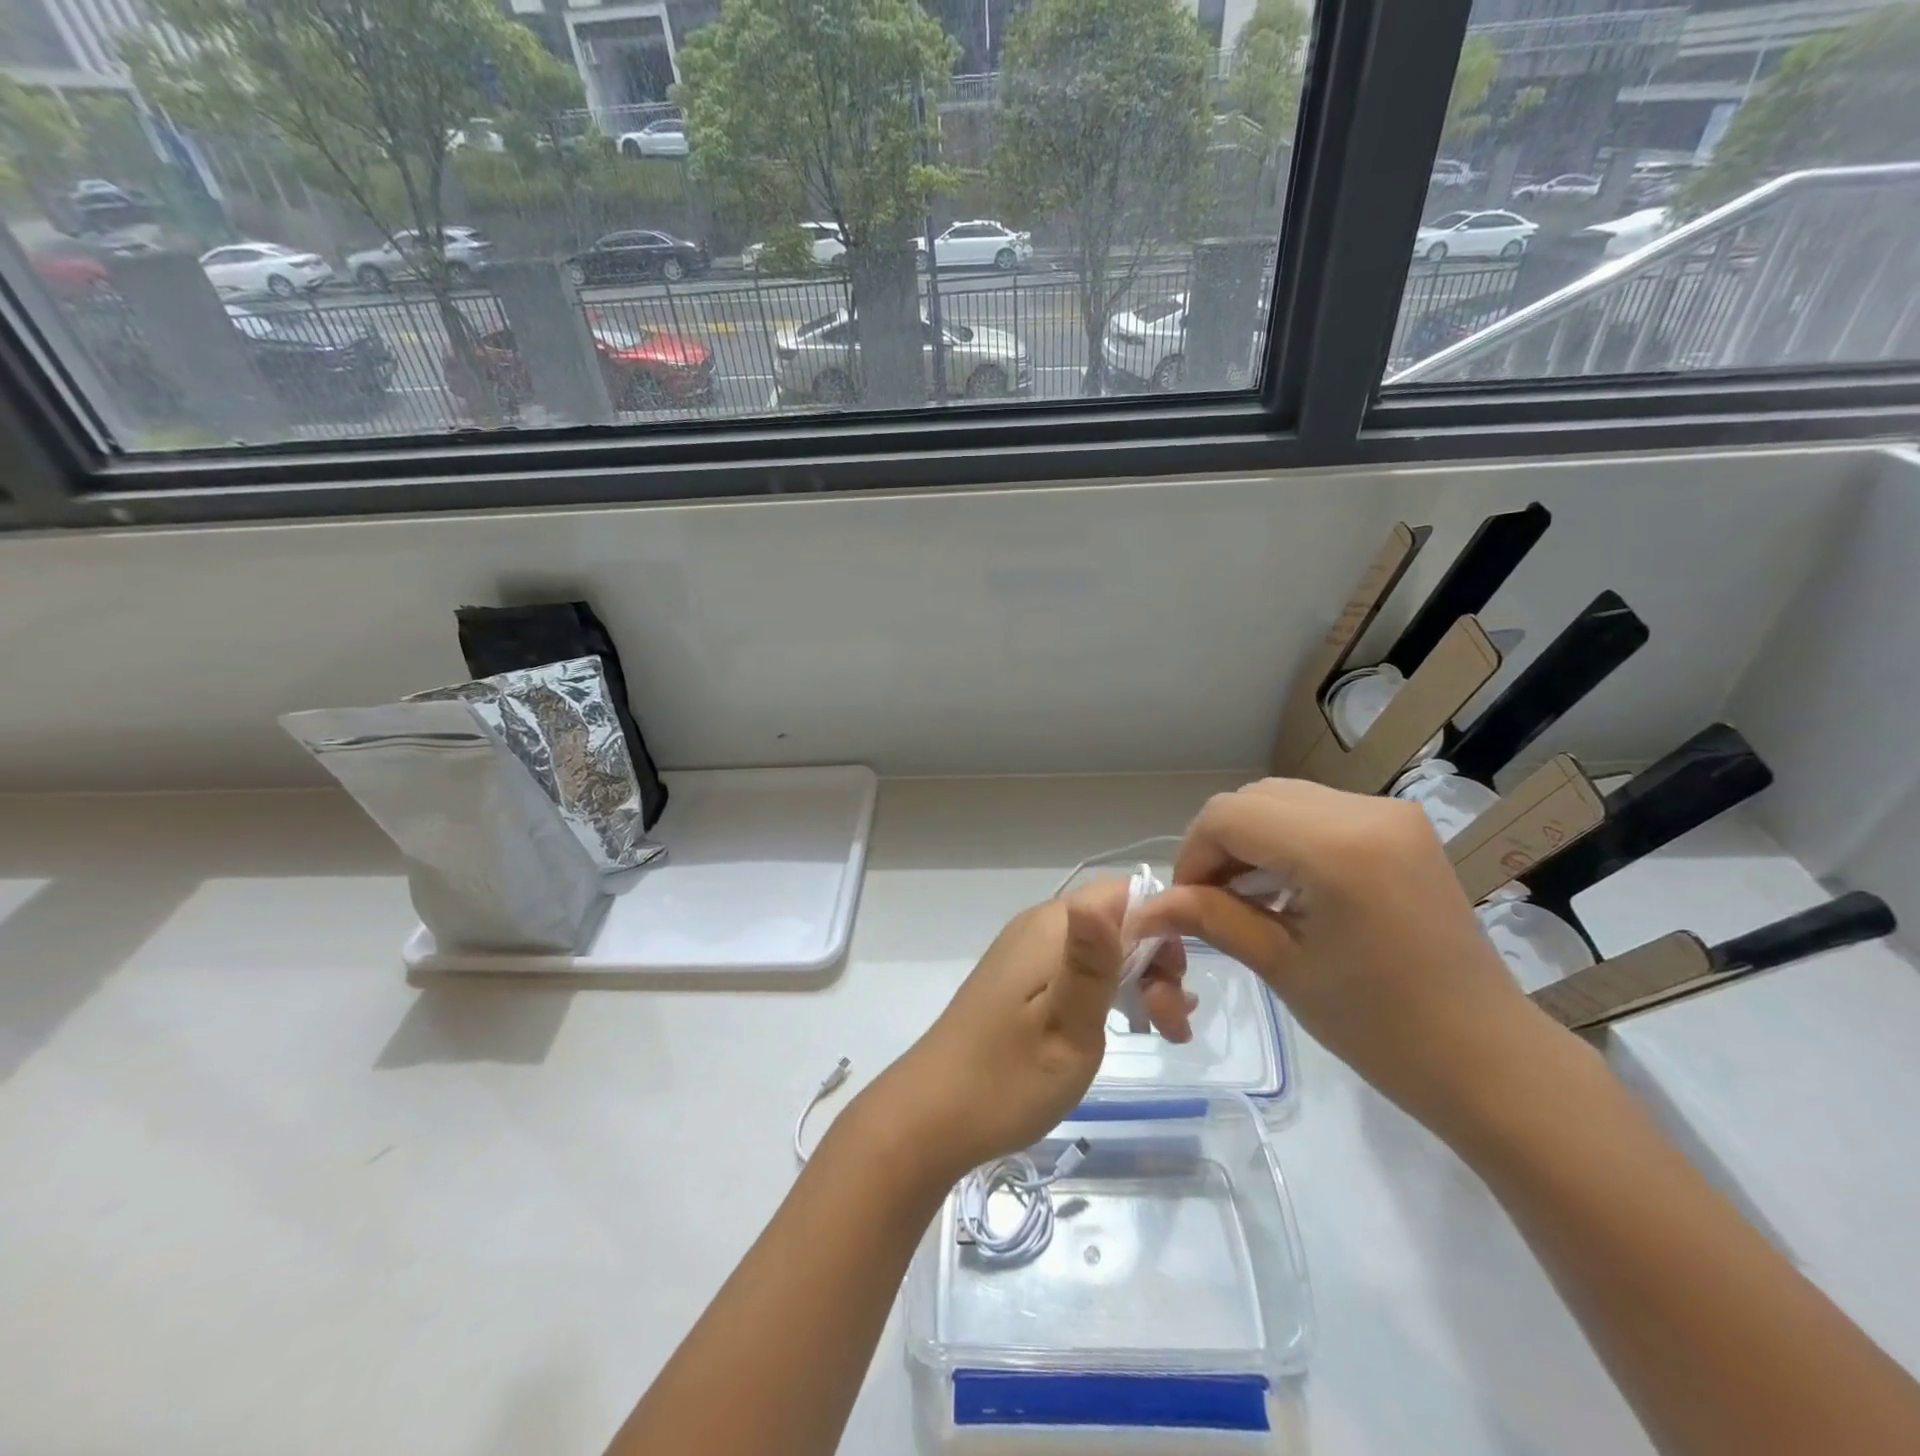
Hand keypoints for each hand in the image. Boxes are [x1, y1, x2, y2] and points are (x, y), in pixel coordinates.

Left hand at [860, 880, 1190, 1183]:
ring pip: (1101, 948)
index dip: (1161, 930)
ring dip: (1138, 982)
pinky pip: (1076, 968)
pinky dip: (1109, 991)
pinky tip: (1126, 1026)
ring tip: (1162, 1033)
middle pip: (1117, 922)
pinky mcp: (1019, 980)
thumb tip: (1116, 891)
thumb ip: (1095, 962)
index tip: (1174, 986)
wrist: (930, 1117)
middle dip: (1155, 964)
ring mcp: (1025, 953)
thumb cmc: (1007, 1080)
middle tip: (1170, 1027)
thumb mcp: (1067, 1028)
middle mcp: (1038, 928)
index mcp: (1050, 928)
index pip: (1125, 894)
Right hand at [1132, 778, 1561, 1137]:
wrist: (1489, 1059)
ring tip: (1247, 898)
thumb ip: (1212, 918)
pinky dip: (1286, 841)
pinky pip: (1319, 813)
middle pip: (1253, 799)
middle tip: (1211, 901)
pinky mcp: (1403, 829)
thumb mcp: (1282, 968)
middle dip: (1219, 845)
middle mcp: (1365, 811)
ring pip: (1283, 800)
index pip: (1227, 816)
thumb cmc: (1381, 1028)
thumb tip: (1150, 904)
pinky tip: (1287, 889)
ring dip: (1251, 840)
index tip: (1185, 903)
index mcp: (1336, 847)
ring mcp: (1391, 815)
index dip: (1192, 855)